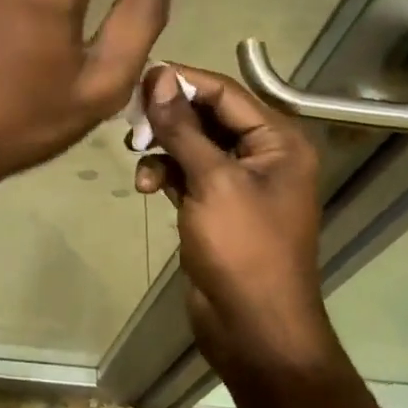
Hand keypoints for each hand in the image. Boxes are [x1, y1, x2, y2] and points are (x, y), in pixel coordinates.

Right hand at [134, 66, 339, 373]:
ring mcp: (239, 181)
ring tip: (135, 153)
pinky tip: (146, 186)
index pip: (225, 92)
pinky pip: (187, 172)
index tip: (139, 77)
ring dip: (163, 146)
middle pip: (207, 115)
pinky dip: (165, 172)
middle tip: (129, 117)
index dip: (182, 81)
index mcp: (278, 141)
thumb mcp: (212, 181)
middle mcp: (262, 154)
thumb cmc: (243, 249)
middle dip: (168, 116)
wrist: (254, 330)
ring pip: (192, 143)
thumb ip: (182, 127)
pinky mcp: (216, 205)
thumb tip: (158, 77)